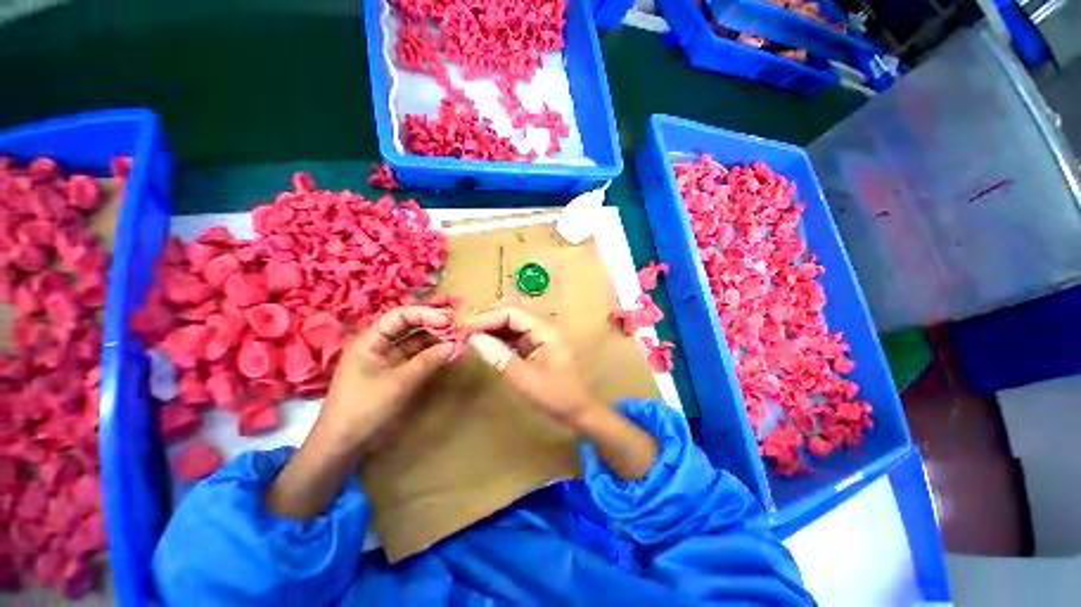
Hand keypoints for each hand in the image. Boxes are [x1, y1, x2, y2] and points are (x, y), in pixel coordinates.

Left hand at [317, 306, 455, 451]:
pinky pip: (416, 358)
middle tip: (457, 329)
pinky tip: (446, 355)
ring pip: (414, 343)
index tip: (448, 321)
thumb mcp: (399, 383)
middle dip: (432, 325)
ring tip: (456, 341)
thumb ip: (428, 361)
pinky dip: (431, 356)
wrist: (343, 446)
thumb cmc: (365, 408)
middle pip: (408, 327)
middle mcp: (379, 346)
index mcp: (370, 341)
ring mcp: (387, 361)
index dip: (425, 314)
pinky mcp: (395, 374)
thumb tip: (454, 345)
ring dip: (434, 340)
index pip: (400, 315)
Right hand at [465, 303, 659, 480]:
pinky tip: (485, 343)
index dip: (487, 318)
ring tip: (471, 337)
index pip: (512, 312)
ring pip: (511, 319)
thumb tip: (474, 339)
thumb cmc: (557, 396)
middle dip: (488, 317)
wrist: (578, 409)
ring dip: (491, 324)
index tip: (465, 331)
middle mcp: (542, 326)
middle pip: (512, 309)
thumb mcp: (527, 380)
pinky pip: (513, 332)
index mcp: (546, 330)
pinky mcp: (534, 343)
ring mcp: (539, 333)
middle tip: (466, 332)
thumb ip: (501, 358)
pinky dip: (498, 335)